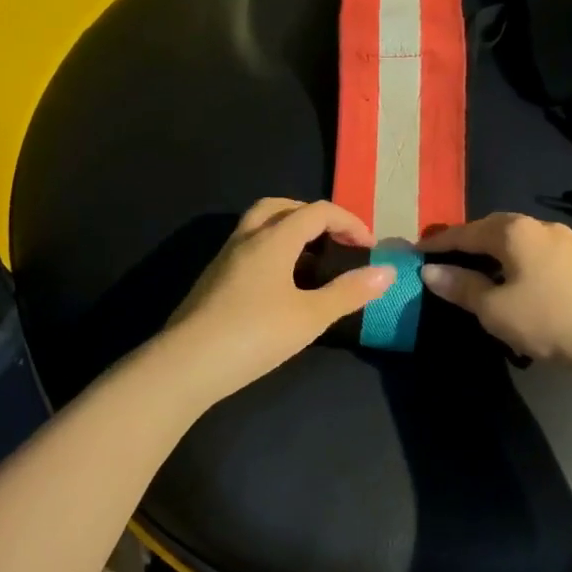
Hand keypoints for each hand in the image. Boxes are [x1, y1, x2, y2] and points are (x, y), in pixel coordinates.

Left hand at [159, 198, 394, 401]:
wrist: (185, 365)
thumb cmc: (254, 335)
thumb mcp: (310, 317)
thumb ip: (348, 292)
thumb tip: (385, 273)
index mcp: (272, 239)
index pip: (316, 211)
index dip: (348, 222)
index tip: (369, 247)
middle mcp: (246, 239)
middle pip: (281, 207)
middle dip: (312, 216)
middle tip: (335, 240)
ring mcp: (224, 259)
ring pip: (259, 226)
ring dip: (289, 232)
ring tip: (311, 263)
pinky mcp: (212, 280)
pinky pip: (248, 249)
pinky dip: (271, 252)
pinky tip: (280, 287)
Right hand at [419, 213, 571, 379]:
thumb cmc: (555, 320)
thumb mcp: (497, 310)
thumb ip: (462, 288)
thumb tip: (429, 272)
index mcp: (512, 231)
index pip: (463, 232)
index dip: (436, 244)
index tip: (413, 253)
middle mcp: (538, 226)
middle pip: (490, 229)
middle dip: (465, 244)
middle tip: (443, 262)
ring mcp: (565, 241)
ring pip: (516, 242)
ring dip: (492, 255)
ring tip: (476, 276)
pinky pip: (536, 254)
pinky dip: (515, 264)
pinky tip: (515, 285)